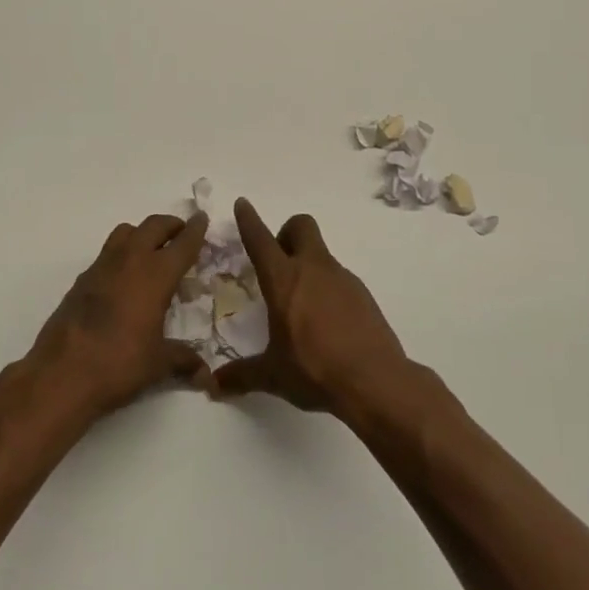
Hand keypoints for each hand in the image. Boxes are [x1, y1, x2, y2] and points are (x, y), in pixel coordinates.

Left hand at [27, 212, 210, 420]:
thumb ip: (183, 360)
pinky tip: (124, 281)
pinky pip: (106, 253)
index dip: (195, 230)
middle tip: (181, 235)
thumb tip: (204, 374)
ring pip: (126, 232)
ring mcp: (101, 267)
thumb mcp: (158, 364)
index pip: (182, 244)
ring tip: (152, 253)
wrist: (61, 373)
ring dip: (142, 234)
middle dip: (170, 226)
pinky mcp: (81, 280)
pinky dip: (121, 255)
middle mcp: (129, 261)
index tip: (202, 218)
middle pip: (153, 226)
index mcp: (155, 275)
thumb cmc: (118, 364)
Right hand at [212, 199, 409, 413]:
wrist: (375, 381)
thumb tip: (213, 385)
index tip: (243, 204)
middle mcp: (313, 270)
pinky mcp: (363, 295)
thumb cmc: (315, 370)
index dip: (249, 220)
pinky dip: (328, 288)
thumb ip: (242, 375)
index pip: (261, 240)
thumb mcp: (273, 375)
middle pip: (301, 226)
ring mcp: (343, 279)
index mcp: (284, 280)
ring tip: (302, 305)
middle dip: (286, 233)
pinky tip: (327, 322)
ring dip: (308, 265)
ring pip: (321, 254)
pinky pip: (340, 279)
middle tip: (279, 264)